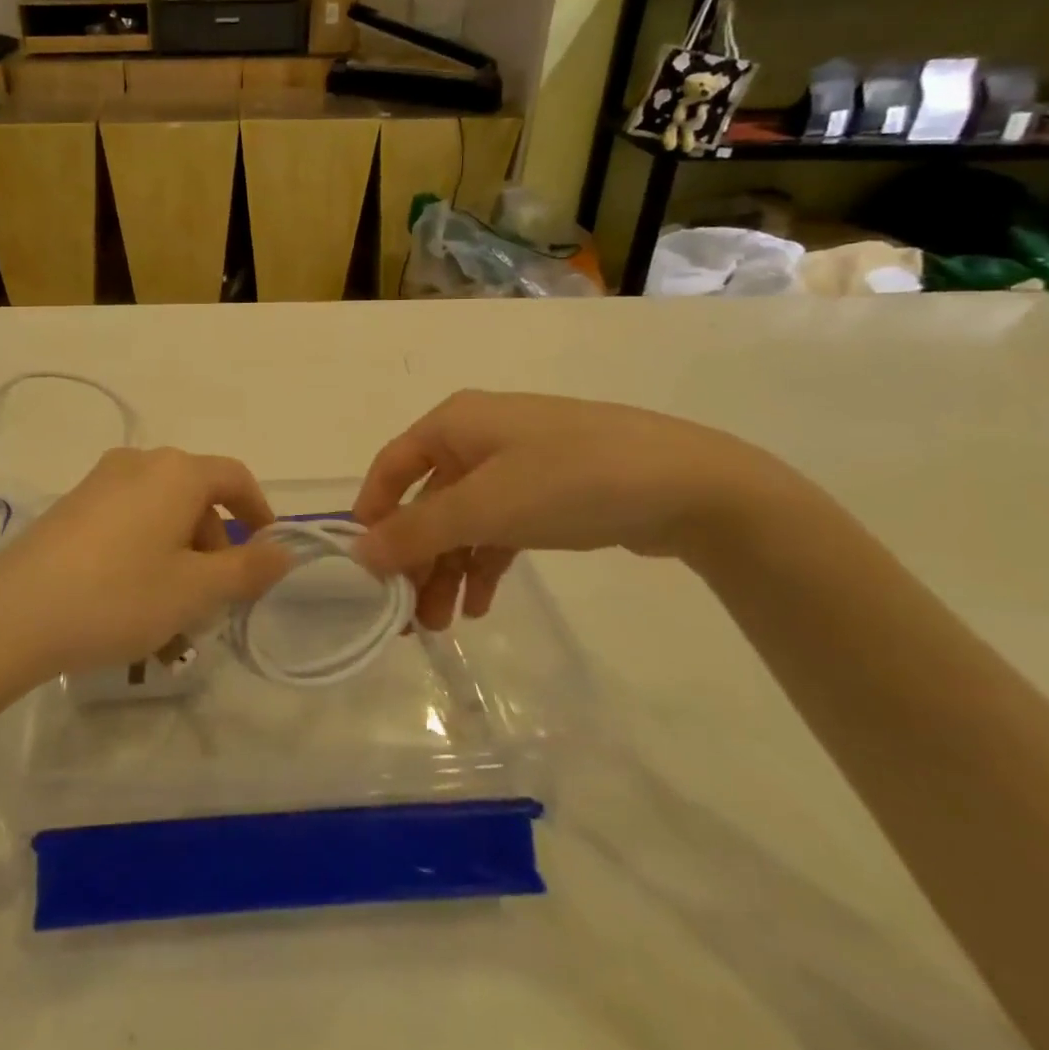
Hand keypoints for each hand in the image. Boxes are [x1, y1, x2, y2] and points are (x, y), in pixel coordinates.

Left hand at [0, 448, 295, 680]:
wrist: (13, 616)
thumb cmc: (120, 596)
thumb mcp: (195, 590)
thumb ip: (247, 569)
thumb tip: (284, 550)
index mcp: (176, 472)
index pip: (235, 478)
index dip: (258, 513)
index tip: (266, 554)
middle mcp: (139, 463)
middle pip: (196, 498)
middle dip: (213, 548)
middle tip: (213, 602)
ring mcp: (99, 483)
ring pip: (160, 516)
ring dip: (179, 560)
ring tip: (172, 620)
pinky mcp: (71, 507)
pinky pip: (127, 523)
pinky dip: (145, 556)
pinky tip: (132, 606)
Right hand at [351, 391, 781, 630]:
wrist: (689, 484)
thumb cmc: (569, 481)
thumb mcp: (485, 507)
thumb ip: (417, 531)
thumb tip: (359, 552)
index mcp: (455, 424)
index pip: (392, 467)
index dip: (372, 514)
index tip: (364, 567)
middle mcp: (478, 438)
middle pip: (428, 501)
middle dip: (416, 558)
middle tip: (407, 616)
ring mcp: (517, 465)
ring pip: (464, 521)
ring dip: (448, 569)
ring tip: (443, 625)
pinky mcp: (550, 493)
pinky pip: (500, 529)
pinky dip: (485, 564)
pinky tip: (479, 604)